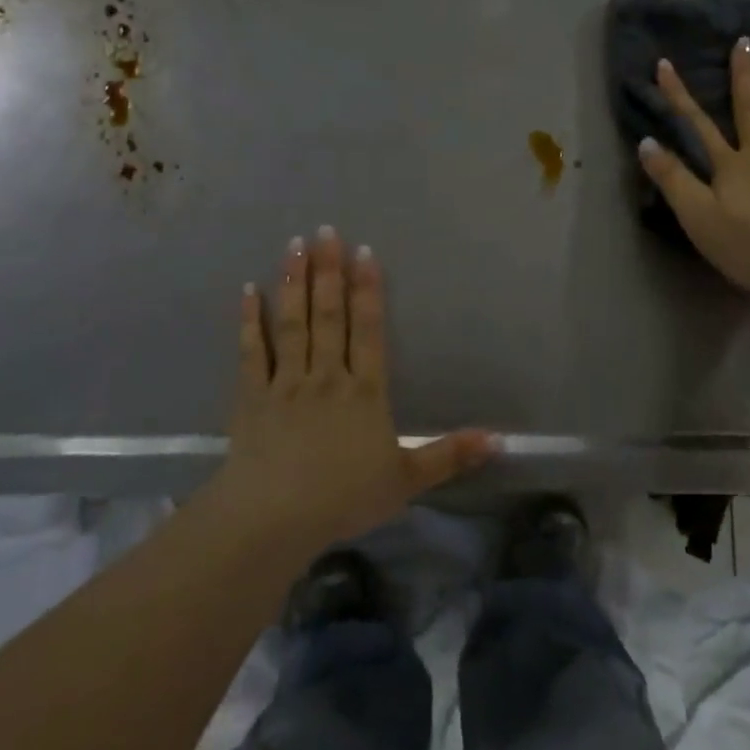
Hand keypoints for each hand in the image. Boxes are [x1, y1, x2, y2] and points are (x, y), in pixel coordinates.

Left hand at [218, 229, 498, 555]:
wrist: (273, 519)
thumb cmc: (344, 498)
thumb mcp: (407, 480)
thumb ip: (450, 455)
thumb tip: (501, 441)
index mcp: (365, 391)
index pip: (369, 330)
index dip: (368, 290)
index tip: (364, 252)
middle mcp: (327, 376)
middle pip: (329, 315)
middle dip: (329, 271)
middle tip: (324, 230)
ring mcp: (287, 383)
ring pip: (293, 323)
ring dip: (294, 283)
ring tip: (294, 245)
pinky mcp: (253, 398)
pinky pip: (253, 352)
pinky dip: (250, 321)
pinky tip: (248, 291)